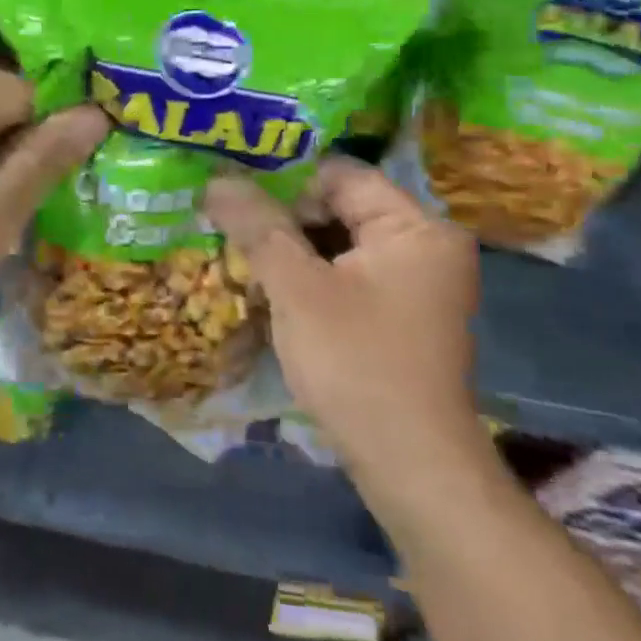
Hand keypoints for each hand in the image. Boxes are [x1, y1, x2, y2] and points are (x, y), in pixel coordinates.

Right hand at [204, 158, 480, 487]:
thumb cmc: (356, 364)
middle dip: (283, 215)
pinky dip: (310, 274)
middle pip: (342, 207)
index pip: (342, 175)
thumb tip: (215, 178)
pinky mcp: (400, 315)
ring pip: (340, 242)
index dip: (285, 178)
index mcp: (417, 228)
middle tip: (228, 218)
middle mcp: (426, 246)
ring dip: (291, 246)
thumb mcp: (297, 289)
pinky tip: (268, 283)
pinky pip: (348, 274)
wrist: (409, 465)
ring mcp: (415, 284)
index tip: (233, 188)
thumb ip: (258, 227)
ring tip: (238, 246)